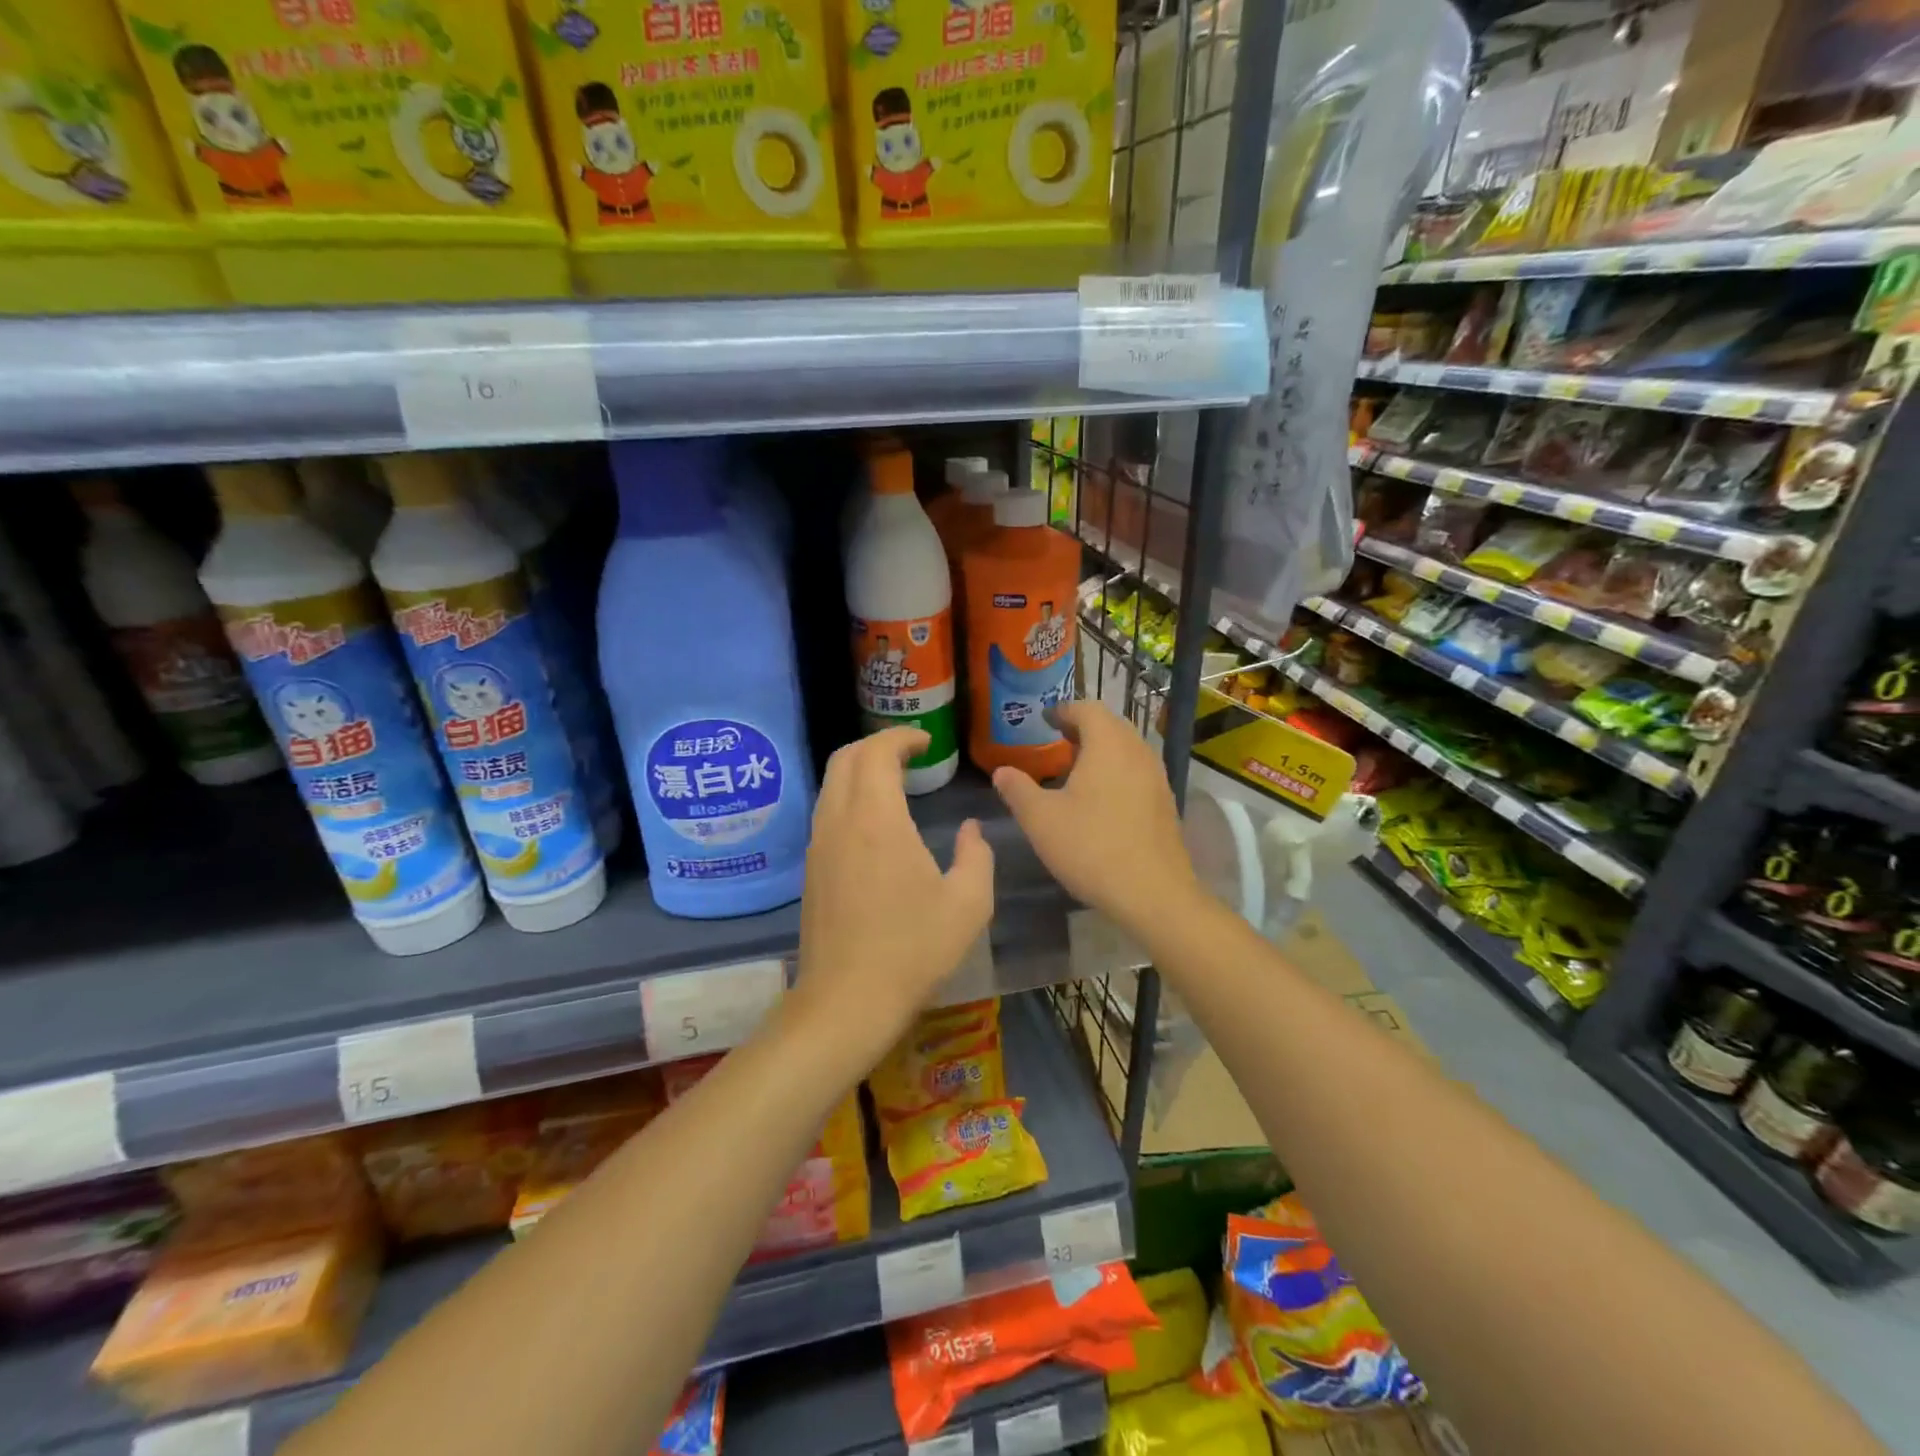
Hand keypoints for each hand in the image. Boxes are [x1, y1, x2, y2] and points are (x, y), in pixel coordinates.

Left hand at [793, 727, 994, 1069]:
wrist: (847, 1001)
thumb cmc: (913, 949)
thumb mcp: (968, 904)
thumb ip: (976, 856)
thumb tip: (970, 831)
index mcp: (877, 819)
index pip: (876, 752)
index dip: (901, 737)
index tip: (926, 742)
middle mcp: (840, 821)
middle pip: (845, 758)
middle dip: (876, 745)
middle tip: (910, 755)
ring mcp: (819, 845)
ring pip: (831, 784)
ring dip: (859, 771)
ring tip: (894, 783)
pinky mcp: (811, 869)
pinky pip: (826, 811)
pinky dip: (849, 796)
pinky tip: (875, 822)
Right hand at [991, 702, 1200, 943]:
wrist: (1153, 894)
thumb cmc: (1091, 848)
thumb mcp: (1041, 819)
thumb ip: (1018, 790)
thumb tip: (1002, 771)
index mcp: (1108, 744)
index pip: (1087, 709)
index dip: (1063, 710)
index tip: (1045, 720)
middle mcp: (1137, 751)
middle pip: (1111, 725)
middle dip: (1083, 728)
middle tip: (1057, 742)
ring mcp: (1157, 777)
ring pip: (1127, 749)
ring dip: (1102, 750)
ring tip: (1076, 770)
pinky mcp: (1165, 803)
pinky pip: (1137, 772)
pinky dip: (1117, 771)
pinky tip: (1101, 799)